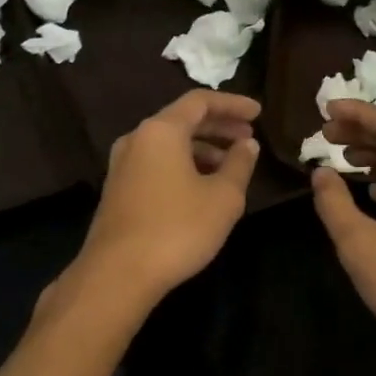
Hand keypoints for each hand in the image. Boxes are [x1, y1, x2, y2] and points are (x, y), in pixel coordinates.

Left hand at [73, 89, 261, 306]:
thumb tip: (247, 145)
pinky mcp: (118, 189)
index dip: (232, 104)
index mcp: (161, 131)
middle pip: (182, 120)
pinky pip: (156, 163)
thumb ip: (239, 164)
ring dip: (202, 148)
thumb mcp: (223, 198)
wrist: (118, 273)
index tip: (258, 114)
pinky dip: (183, 164)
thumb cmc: (177, 229)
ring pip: (168, 144)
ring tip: (231, 166)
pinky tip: (202, 186)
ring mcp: (123, 164)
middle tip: (248, 138)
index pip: (200, 101)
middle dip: (219, 127)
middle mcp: (137, 139)